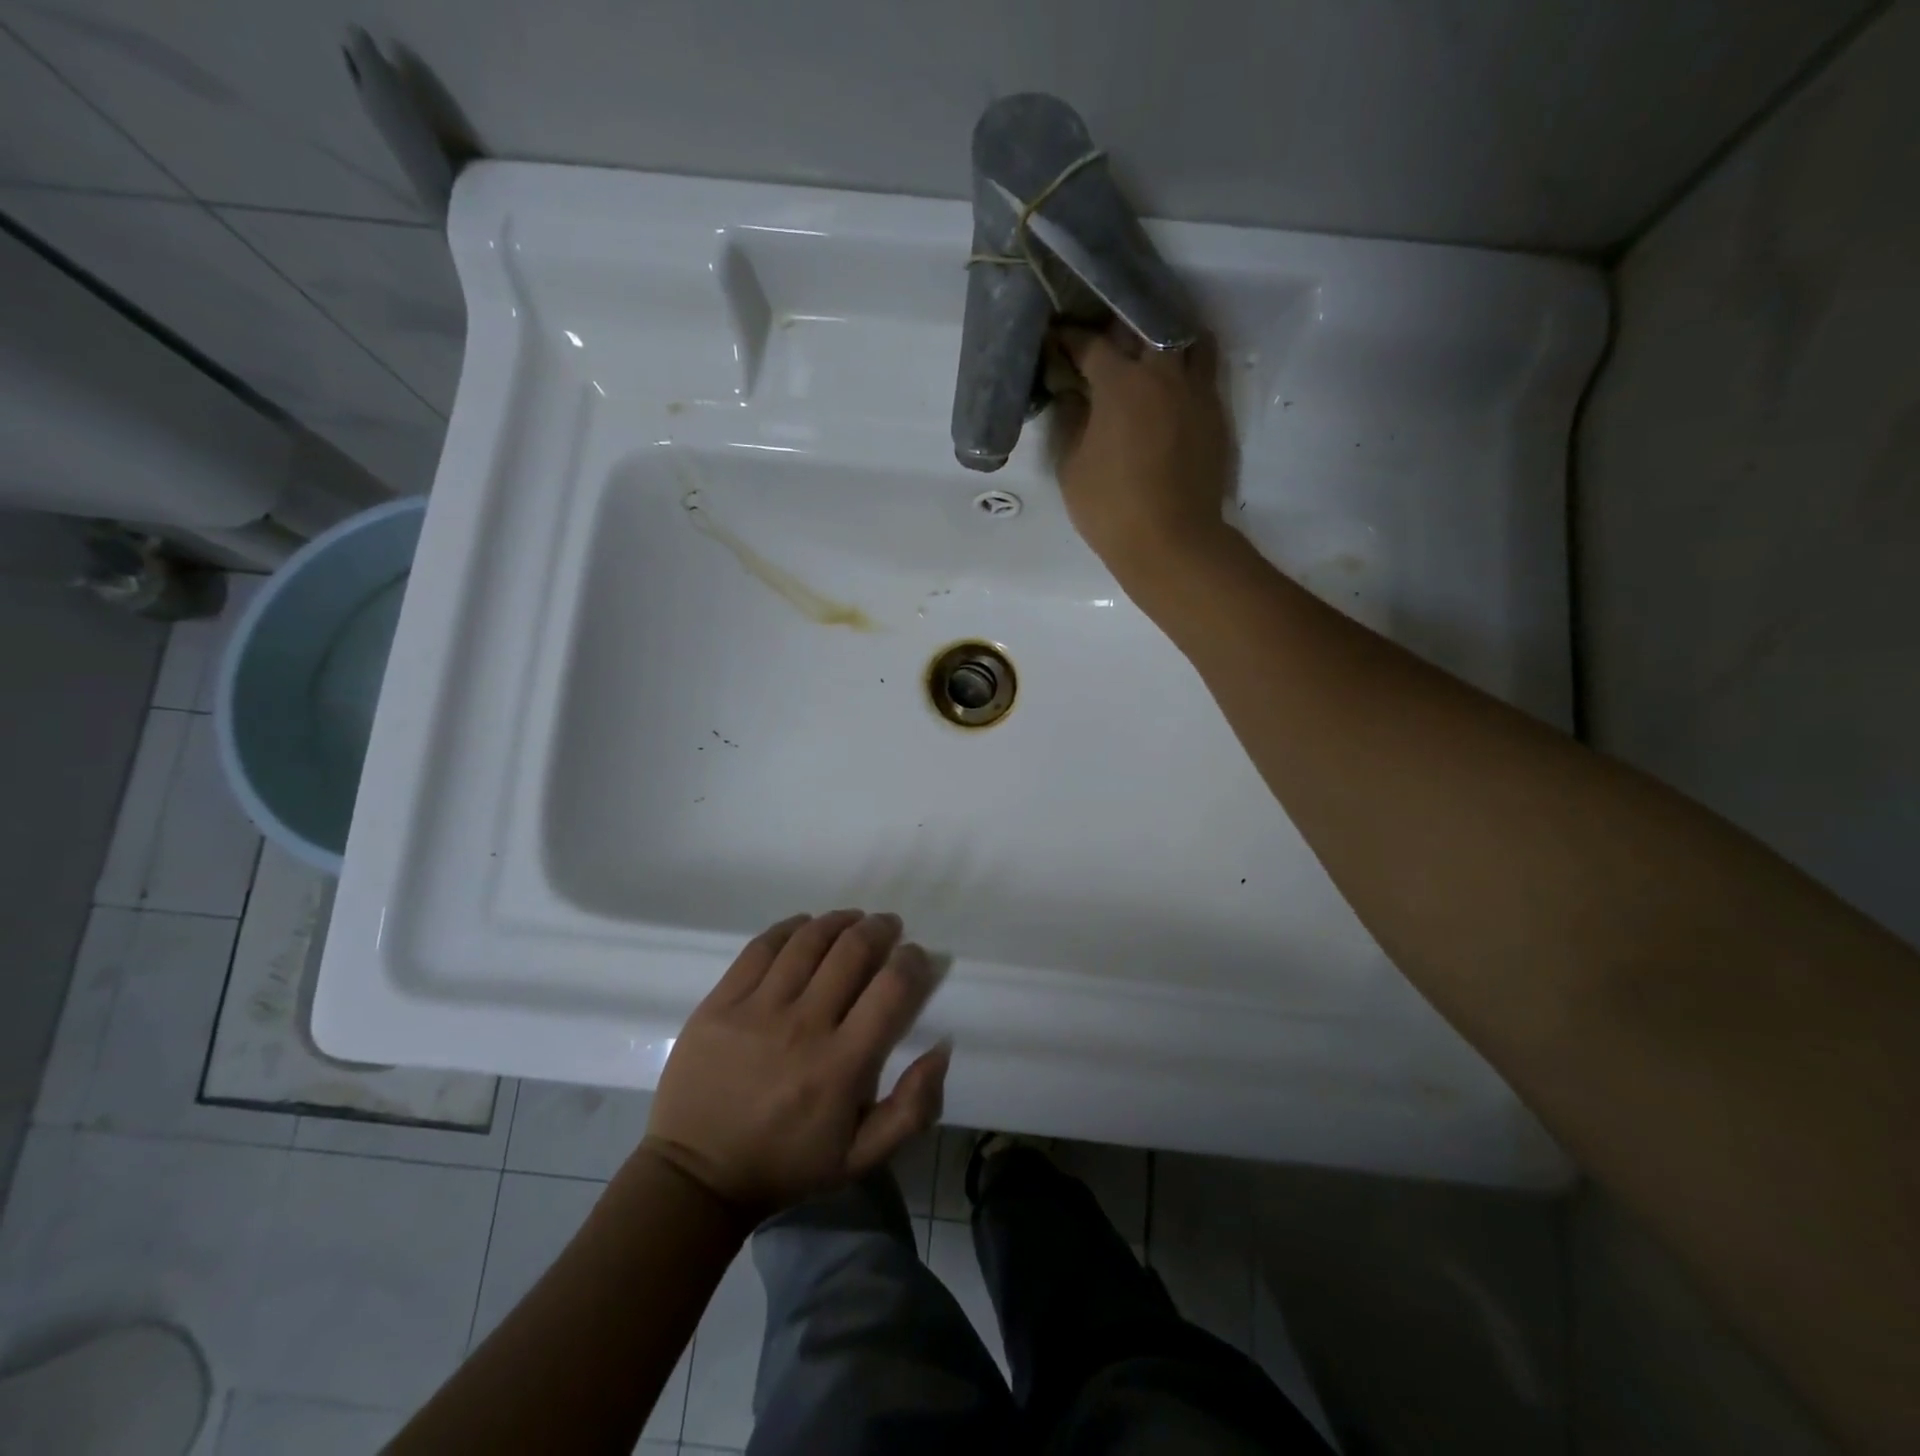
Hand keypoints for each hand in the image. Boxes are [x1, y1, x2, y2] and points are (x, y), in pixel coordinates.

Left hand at [641, 911, 948, 1217]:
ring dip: (840, 921)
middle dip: (879, 929)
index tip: (916, 956)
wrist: (697, 1177)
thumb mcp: (862, 1158)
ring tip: (853, 919)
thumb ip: (912, 1108)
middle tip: (888, 927)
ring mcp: (757, 1009)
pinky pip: (762, 946)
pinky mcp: (721, 1001)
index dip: (912, 961)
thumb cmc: (786, 1165)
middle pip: (852, 951)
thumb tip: (942, 1047)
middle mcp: (803, 1026)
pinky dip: (791, 927)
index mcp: (842, 1065)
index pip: (891, 989)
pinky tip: (805, 926)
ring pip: (809, 940)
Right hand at [1047, 323, 1235, 581]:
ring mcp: (1195, 392)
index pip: (1090, 344)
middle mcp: (1162, 374)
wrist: (1172, 542)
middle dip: (1119, 326)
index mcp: (1121, 383)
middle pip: (1144, 326)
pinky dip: (1185, 366)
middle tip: (1102, 338)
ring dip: (1164, 337)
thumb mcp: (1071, 467)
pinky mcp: (1214, 414)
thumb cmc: (1111, 508)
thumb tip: (1073, 394)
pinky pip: (1203, 371)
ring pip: (1186, 339)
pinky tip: (1168, 386)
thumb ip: (1071, 420)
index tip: (1055, 338)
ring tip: (1146, 350)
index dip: (1068, 338)